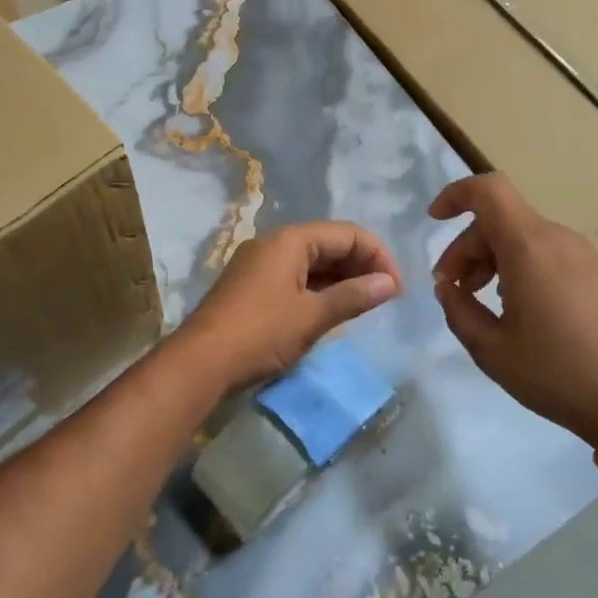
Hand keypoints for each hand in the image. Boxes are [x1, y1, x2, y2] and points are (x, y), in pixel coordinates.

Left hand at [175, 222, 401, 392]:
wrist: (200, 363)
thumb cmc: (260, 334)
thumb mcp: (311, 317)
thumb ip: (353, 297)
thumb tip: (390, 283)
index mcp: (290, 240)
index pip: (347, 234)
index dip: (378, 256)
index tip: (397, 288)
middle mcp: (273, 243)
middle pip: (329, 243)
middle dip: (361, 265)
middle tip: (386, 296)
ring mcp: (259, 264)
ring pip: (311, 261)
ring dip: (341, 278)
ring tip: (365, 303)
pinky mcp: (251, 285)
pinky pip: (295, 276)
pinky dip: (318, 288)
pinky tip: (332, 308)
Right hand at [429, 173, 597, 449]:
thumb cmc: (553, 371)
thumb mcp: (489, 348)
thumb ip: (457, 308)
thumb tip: (447, 286)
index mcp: (529, 247)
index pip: (488, 190)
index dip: (456, 195)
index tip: (434, 220)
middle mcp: (556, 238)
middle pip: (500, 219)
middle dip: (467, 246)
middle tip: (451, 288)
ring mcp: (580, 252)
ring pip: (521, 235)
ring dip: (492, 257)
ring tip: (479, 298)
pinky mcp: (594, 270)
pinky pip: (545, 250)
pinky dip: (518, 264)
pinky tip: (515, 305)